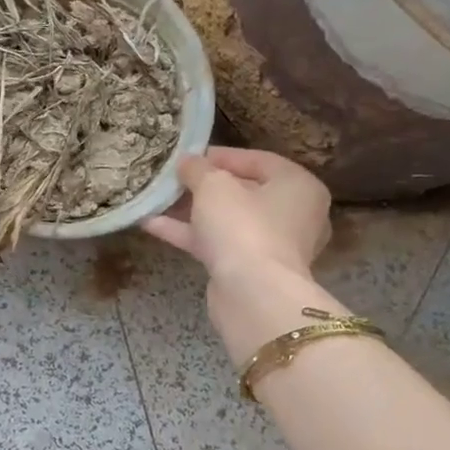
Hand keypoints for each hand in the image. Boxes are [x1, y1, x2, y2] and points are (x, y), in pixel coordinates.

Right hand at [143, 147, 343, 365]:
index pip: (258, 160)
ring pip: (226, 220)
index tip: (187, 156)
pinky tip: (151, 224)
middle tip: (172, 178)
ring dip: (191, 210)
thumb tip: (186, 162)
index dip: (220, 155)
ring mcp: (271, 245)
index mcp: (298, 186)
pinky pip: (217, 243)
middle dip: (203, 185)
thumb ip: (197, 169)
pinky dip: (189, 233)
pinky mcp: (249, 269)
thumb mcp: (213, 186)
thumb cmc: (242, 226)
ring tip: (157, 200)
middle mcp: (292, 214)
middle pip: (242, 191)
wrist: (252, 294)